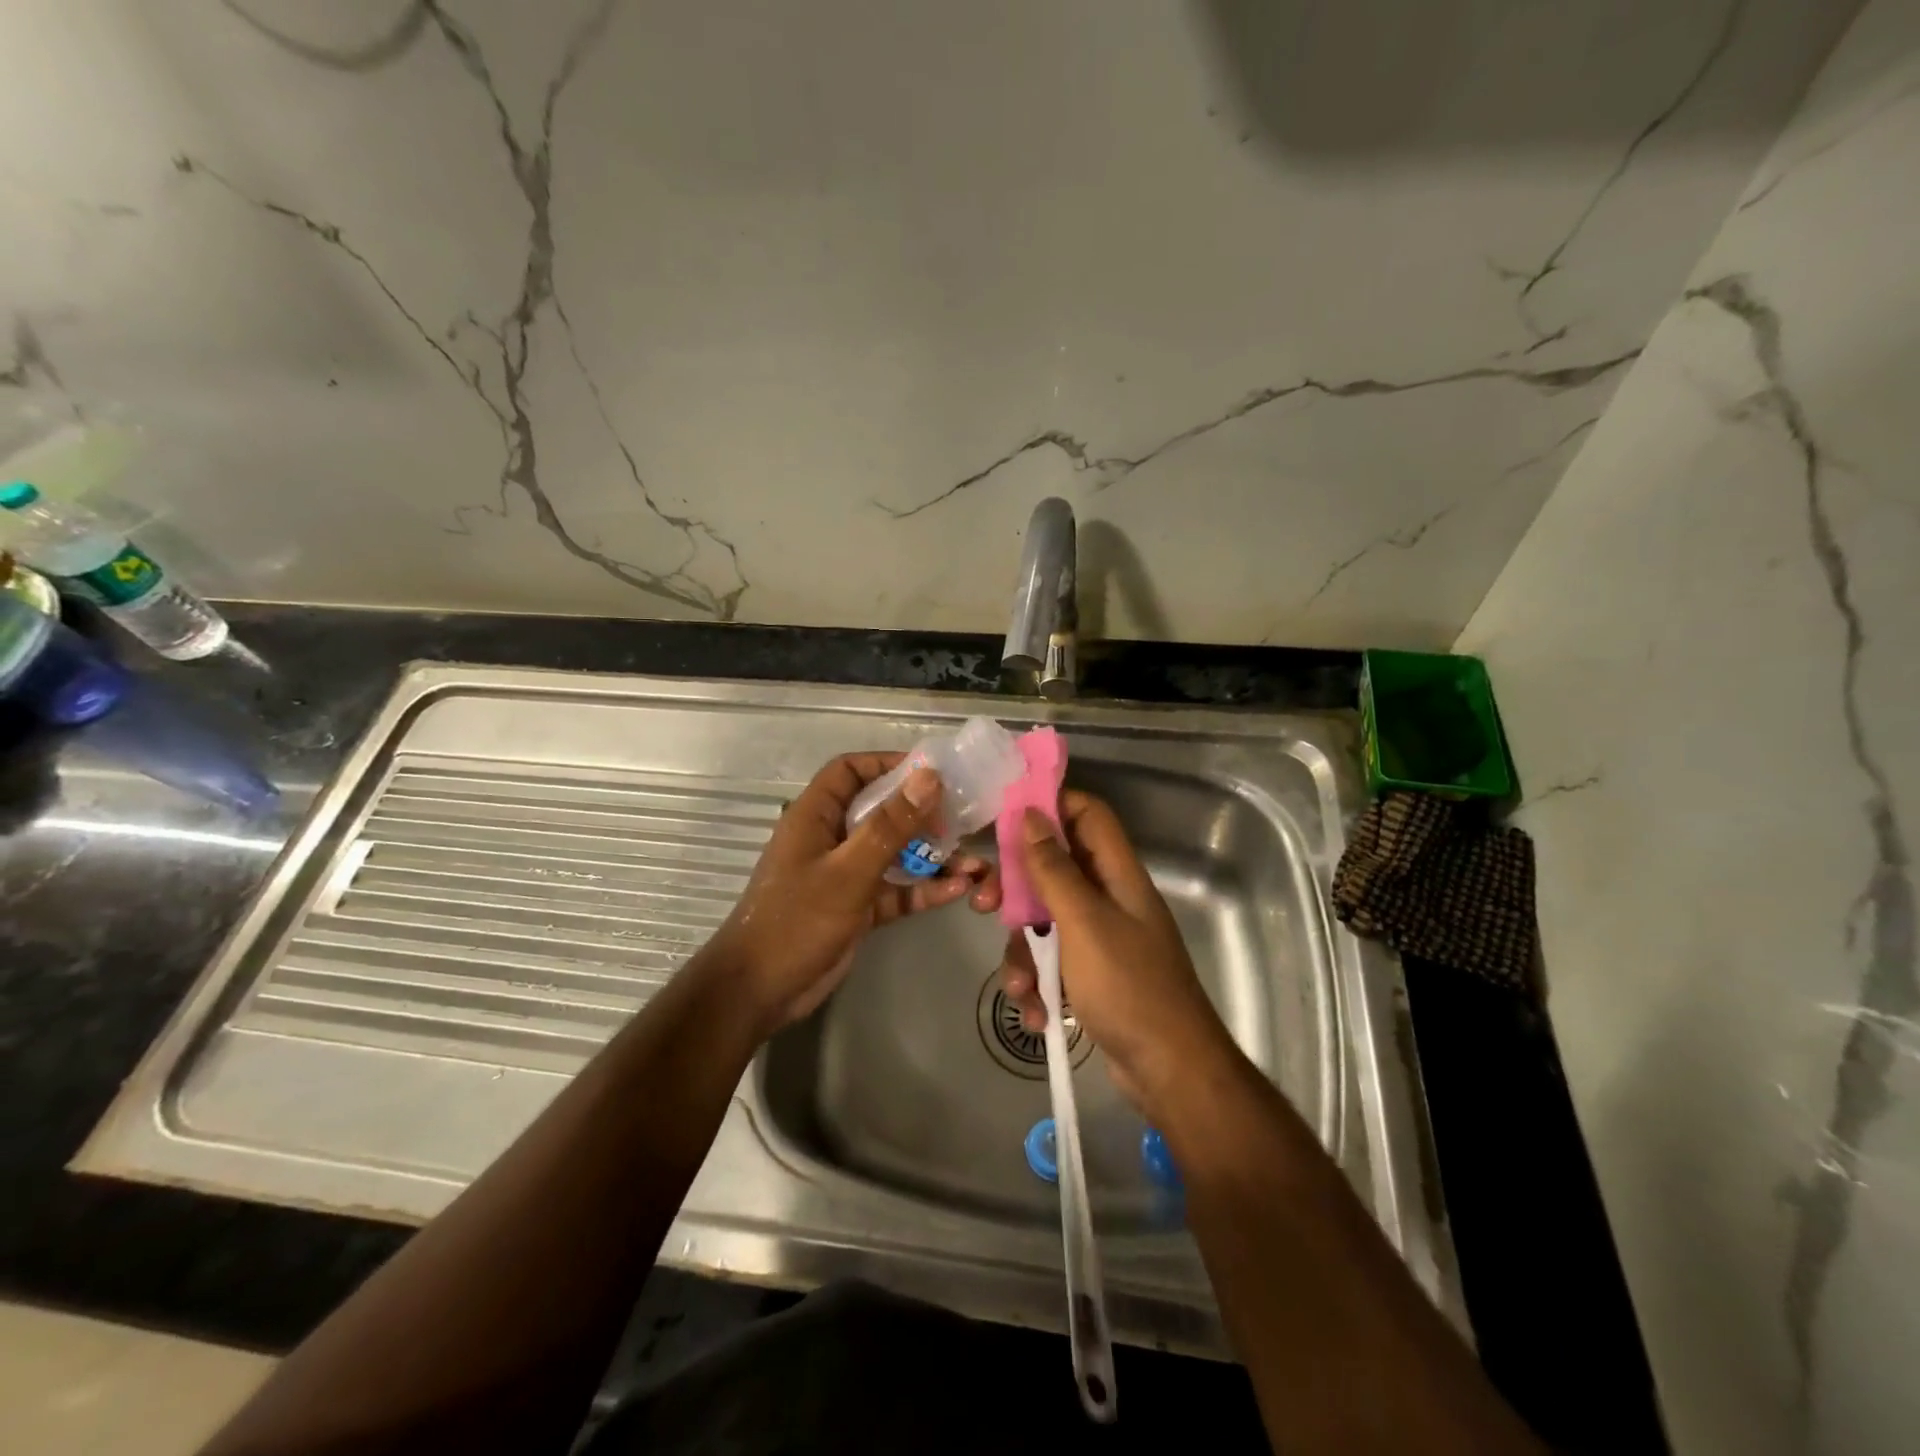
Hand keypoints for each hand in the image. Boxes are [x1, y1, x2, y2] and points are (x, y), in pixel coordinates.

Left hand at [706, 752, 1000, 1037]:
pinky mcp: (859, 907)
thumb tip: (929, 777)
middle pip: (882, 810)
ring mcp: (846, 874)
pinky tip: (958, 891)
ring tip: (972, 862)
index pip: (851, 770)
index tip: (931, 772)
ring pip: (895, 853)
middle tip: (960, 820)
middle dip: (922, 814)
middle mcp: (832, 838)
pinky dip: (924, 889)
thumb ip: (890, 825)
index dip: (888, 763)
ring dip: (931, 856)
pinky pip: (897, 889)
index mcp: (817, 815)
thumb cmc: (797, 920)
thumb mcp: (849, 870)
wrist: (759, 992)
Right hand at [999, 791, 1232, 1114]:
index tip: (1004, 818)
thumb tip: (1030, 815)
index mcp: (1117, 874)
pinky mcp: (1090, 973)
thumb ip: (1054, 869)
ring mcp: (1099, 937)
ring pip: (1044, 920)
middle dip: (1016, 888)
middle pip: (1053, 868)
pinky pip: (1052, 961)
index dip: (1050, 806)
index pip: (1086, 814)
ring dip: (1023, 951)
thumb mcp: (1083, 922)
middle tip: (984, 903)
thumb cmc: (1129, 987)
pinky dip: (1039, 983)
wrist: (1169, 1071)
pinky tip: (1038, 1014)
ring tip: (1020, 988)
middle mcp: (1108, 897)